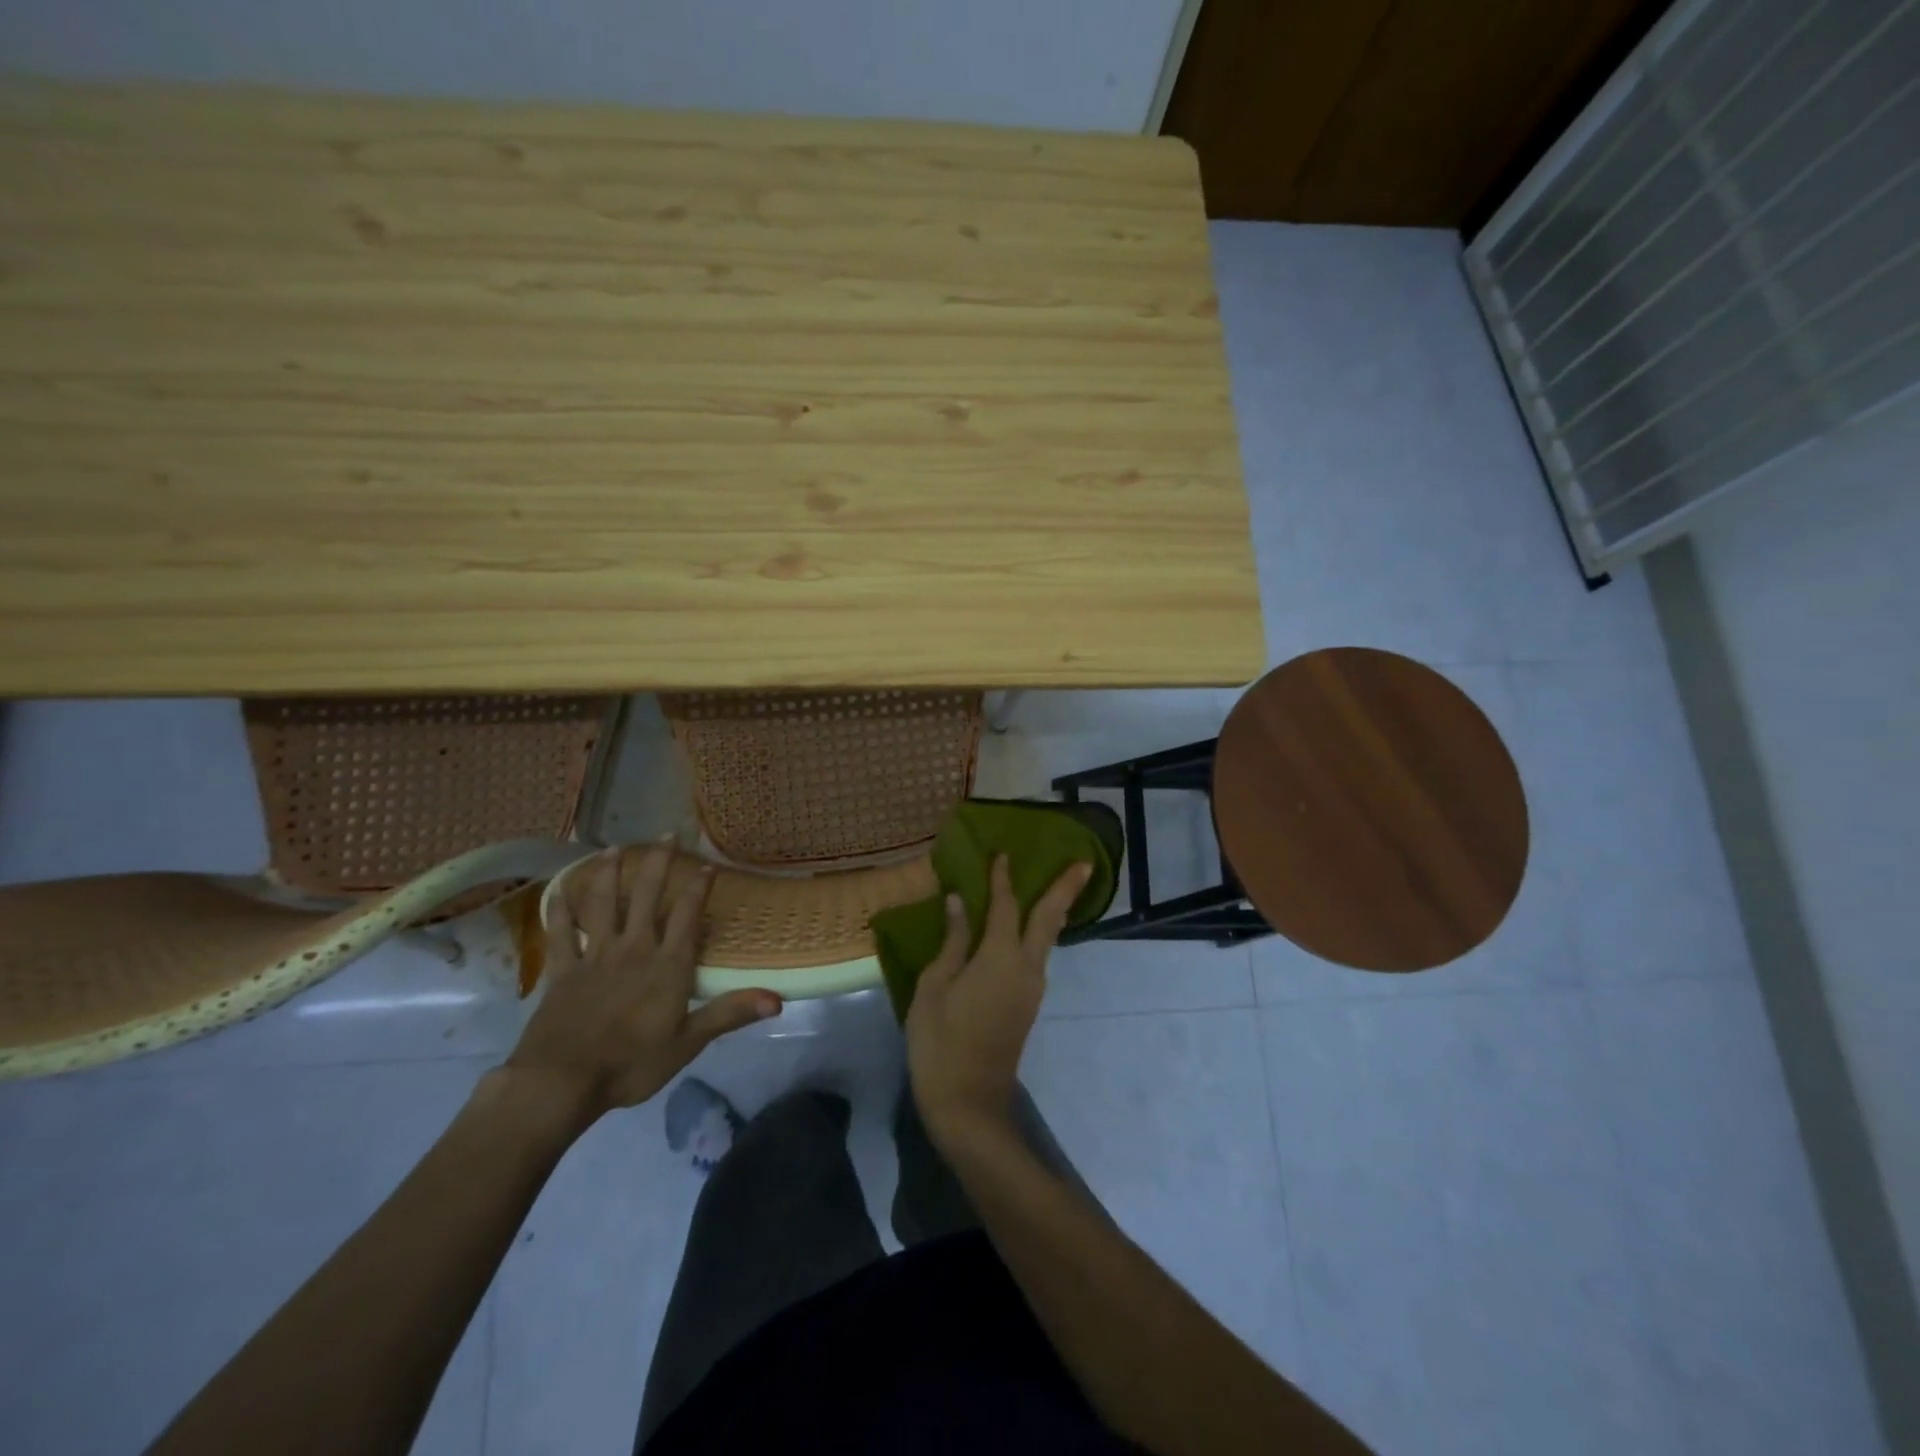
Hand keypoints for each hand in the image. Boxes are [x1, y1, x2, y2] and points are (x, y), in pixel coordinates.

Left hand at [504, 844, 781, 1125]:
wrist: (561, 1081)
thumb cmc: (631, 1063)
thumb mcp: (688, 1042)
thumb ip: (730, 1013)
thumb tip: (778, 998)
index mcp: (667, 965)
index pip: (687, 916)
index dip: (699, 888)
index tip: (707, 864)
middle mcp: (634, 949)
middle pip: (647, 898)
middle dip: (659, 864)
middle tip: (666, 833)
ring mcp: (595, 957)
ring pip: (603, 905)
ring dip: (609, 875)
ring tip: (613, 849)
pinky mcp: (563, 971)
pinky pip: (561, 934)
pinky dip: (560, 911)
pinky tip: (560, 892)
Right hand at [906, 855, 1091, 1147]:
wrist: (968, 1103)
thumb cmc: (940, 1041)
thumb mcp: (934, 986)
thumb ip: (952, 942)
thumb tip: (959, 902)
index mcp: (999, 958)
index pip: (1006, 906)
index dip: (1003, 878)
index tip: (1004, 853)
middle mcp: (1026, 967)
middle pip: (1050, 919)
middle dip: (1067, 889)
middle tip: (1085, 863)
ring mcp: (1032, 988)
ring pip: (1048, 939)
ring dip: (1055, 910)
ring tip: (1057, 887)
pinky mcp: (1028, 1005)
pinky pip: (1037, 957)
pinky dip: (1039, 933)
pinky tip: (1025, 929)